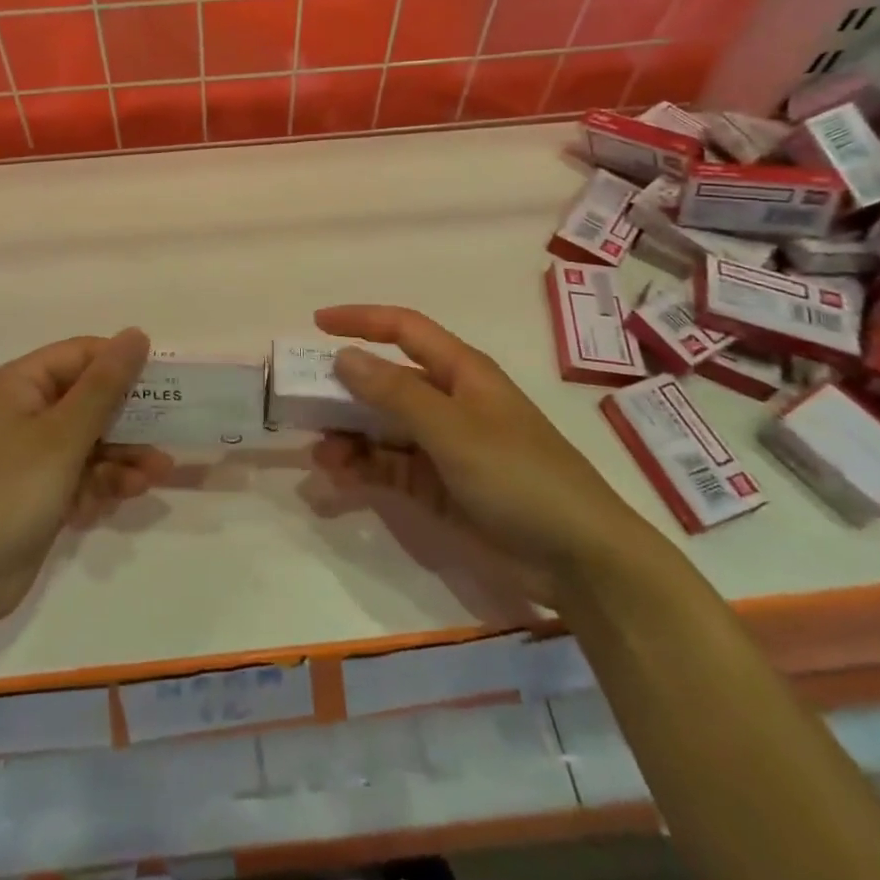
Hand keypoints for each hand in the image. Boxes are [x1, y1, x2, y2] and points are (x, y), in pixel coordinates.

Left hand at [0, 329, 169, 632]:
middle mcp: (23, 412)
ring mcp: (29, 456)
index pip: (82, 355)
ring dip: (122, 457)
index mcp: (20, 384)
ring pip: (90, 442)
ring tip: (155, 476)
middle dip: (130, 420)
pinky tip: (117, 502)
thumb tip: (137, 333)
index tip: (166, 383)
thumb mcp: (63, 434)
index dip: (123, 364)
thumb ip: (105, 384)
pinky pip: (79, 476)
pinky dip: (99, 486)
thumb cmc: (9, 491)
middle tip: (170, 432)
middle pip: (89, 400)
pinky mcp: (36, 493)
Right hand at [311, 305, 659, 607]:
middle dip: (344, 388)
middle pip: (385, 380)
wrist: (579, 559)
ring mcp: (443, 445)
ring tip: (319, 454)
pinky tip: (337, 477)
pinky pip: (389, 466)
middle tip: (301, 401)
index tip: (317, 323)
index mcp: (461, 372)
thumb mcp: (454, 430)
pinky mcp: (438, 485)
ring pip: (382, 427)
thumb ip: (396, 393)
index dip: (361, 320)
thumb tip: (344, 357)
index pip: (403, 329)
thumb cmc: (519, 476)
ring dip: (349, 435)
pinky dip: (362, 468)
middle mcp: (448, 401)